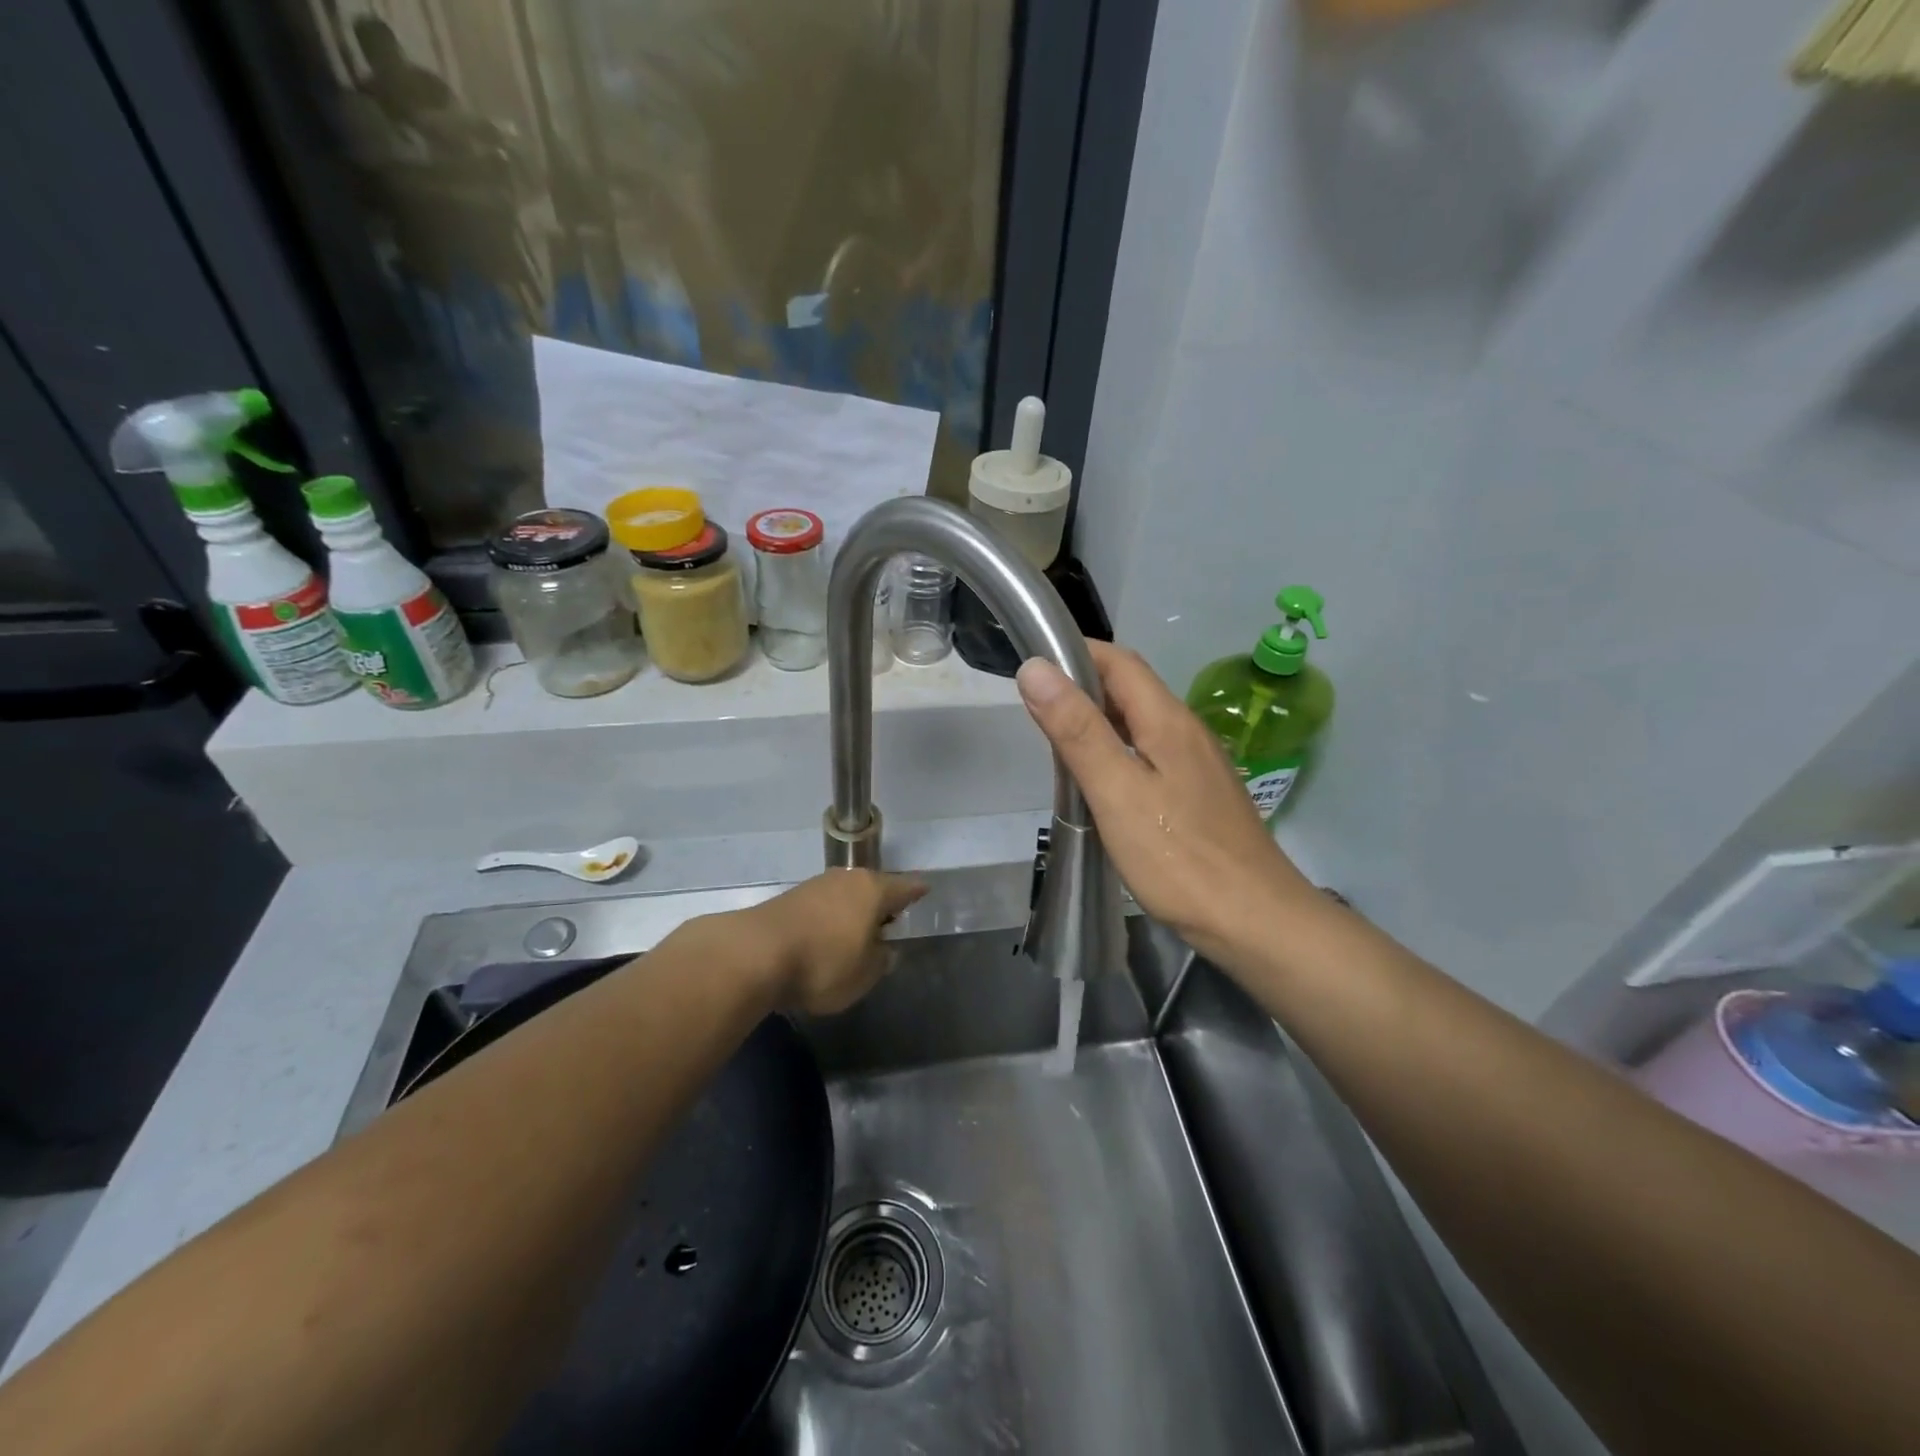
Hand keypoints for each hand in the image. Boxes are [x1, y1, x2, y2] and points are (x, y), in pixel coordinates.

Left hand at [739, 869, 926, 1014]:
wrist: (755, 954)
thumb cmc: (823, 963)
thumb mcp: (864, 974)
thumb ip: (880, 960)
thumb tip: (884, 949)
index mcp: (873, 890)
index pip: (904, 887)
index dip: (916, 891)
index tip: (926, 890)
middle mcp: (846, 879)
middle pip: (872, 888)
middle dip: (882, 903)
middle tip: (891, 920)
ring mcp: (815, 886)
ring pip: (845, 896)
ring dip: (853, 912)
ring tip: (857, 934)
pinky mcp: (788, 900)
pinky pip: (822, 907)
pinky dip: (829, 920)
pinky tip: (827, 939)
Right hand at [1016, 642, 1319, 963]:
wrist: (1255, 922)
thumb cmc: (1179, 858)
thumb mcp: (1117, 791)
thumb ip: (1077, 731)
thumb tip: (1036, 668)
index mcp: (1168, 720)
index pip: (1118, 661)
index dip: (1075, 653)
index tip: (1031, 665)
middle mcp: (1187, 731)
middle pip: (1130, 688)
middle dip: (1081, 685)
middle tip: (1032, 708)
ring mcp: (1197, 764)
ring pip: (1139, 723)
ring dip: (1097, 720)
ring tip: (1055, 741)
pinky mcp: (1198, 795)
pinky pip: (1149, 754)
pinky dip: (1116, 751)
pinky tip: (1097, 781)